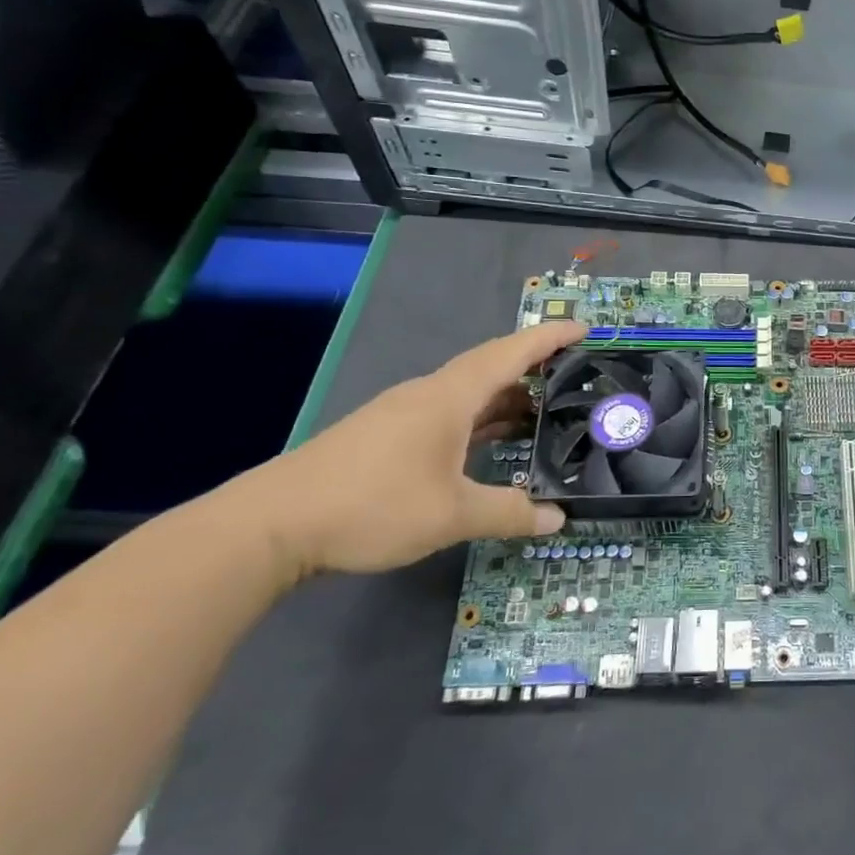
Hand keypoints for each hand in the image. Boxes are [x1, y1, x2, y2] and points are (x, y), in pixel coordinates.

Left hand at [245, 320, 585, 579]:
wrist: (270, 526)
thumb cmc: (371, 505)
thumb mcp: (452, 515)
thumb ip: (509, 513)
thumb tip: (557, 520)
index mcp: (448, 397)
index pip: (510, 353)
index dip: (549, 338)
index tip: (584, 328)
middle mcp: (428, 395)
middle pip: (490, 368)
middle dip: (534, 368)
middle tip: (574, 377)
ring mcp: (402, 415)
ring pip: (467, 394)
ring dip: (506, 399)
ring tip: (544, 413)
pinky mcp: (385, 437)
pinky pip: (448, 414)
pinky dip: (479, 420)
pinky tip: (490, 443)